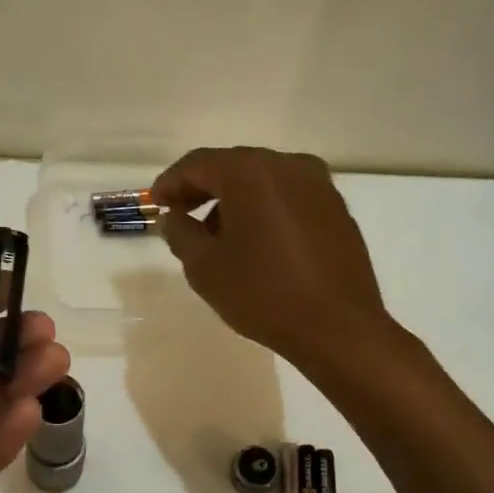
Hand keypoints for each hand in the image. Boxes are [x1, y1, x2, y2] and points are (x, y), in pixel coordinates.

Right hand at [152, 146, 387, 367]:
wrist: (338, 328)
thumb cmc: (263, 294)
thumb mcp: (204, 267)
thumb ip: (180, 233)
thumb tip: (173, 217)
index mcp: (251, 172)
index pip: (199, 164)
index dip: (171, 182)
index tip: (155, 203)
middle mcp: (288, 166)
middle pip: (233, 167)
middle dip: (203, 189)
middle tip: (180, 215)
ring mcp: (319, 186)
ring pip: (263, 182)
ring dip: (235, 201)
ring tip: (217, 237)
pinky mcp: (336, 209)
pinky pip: (289, 198)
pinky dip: (265, 210)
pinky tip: (256, 243)